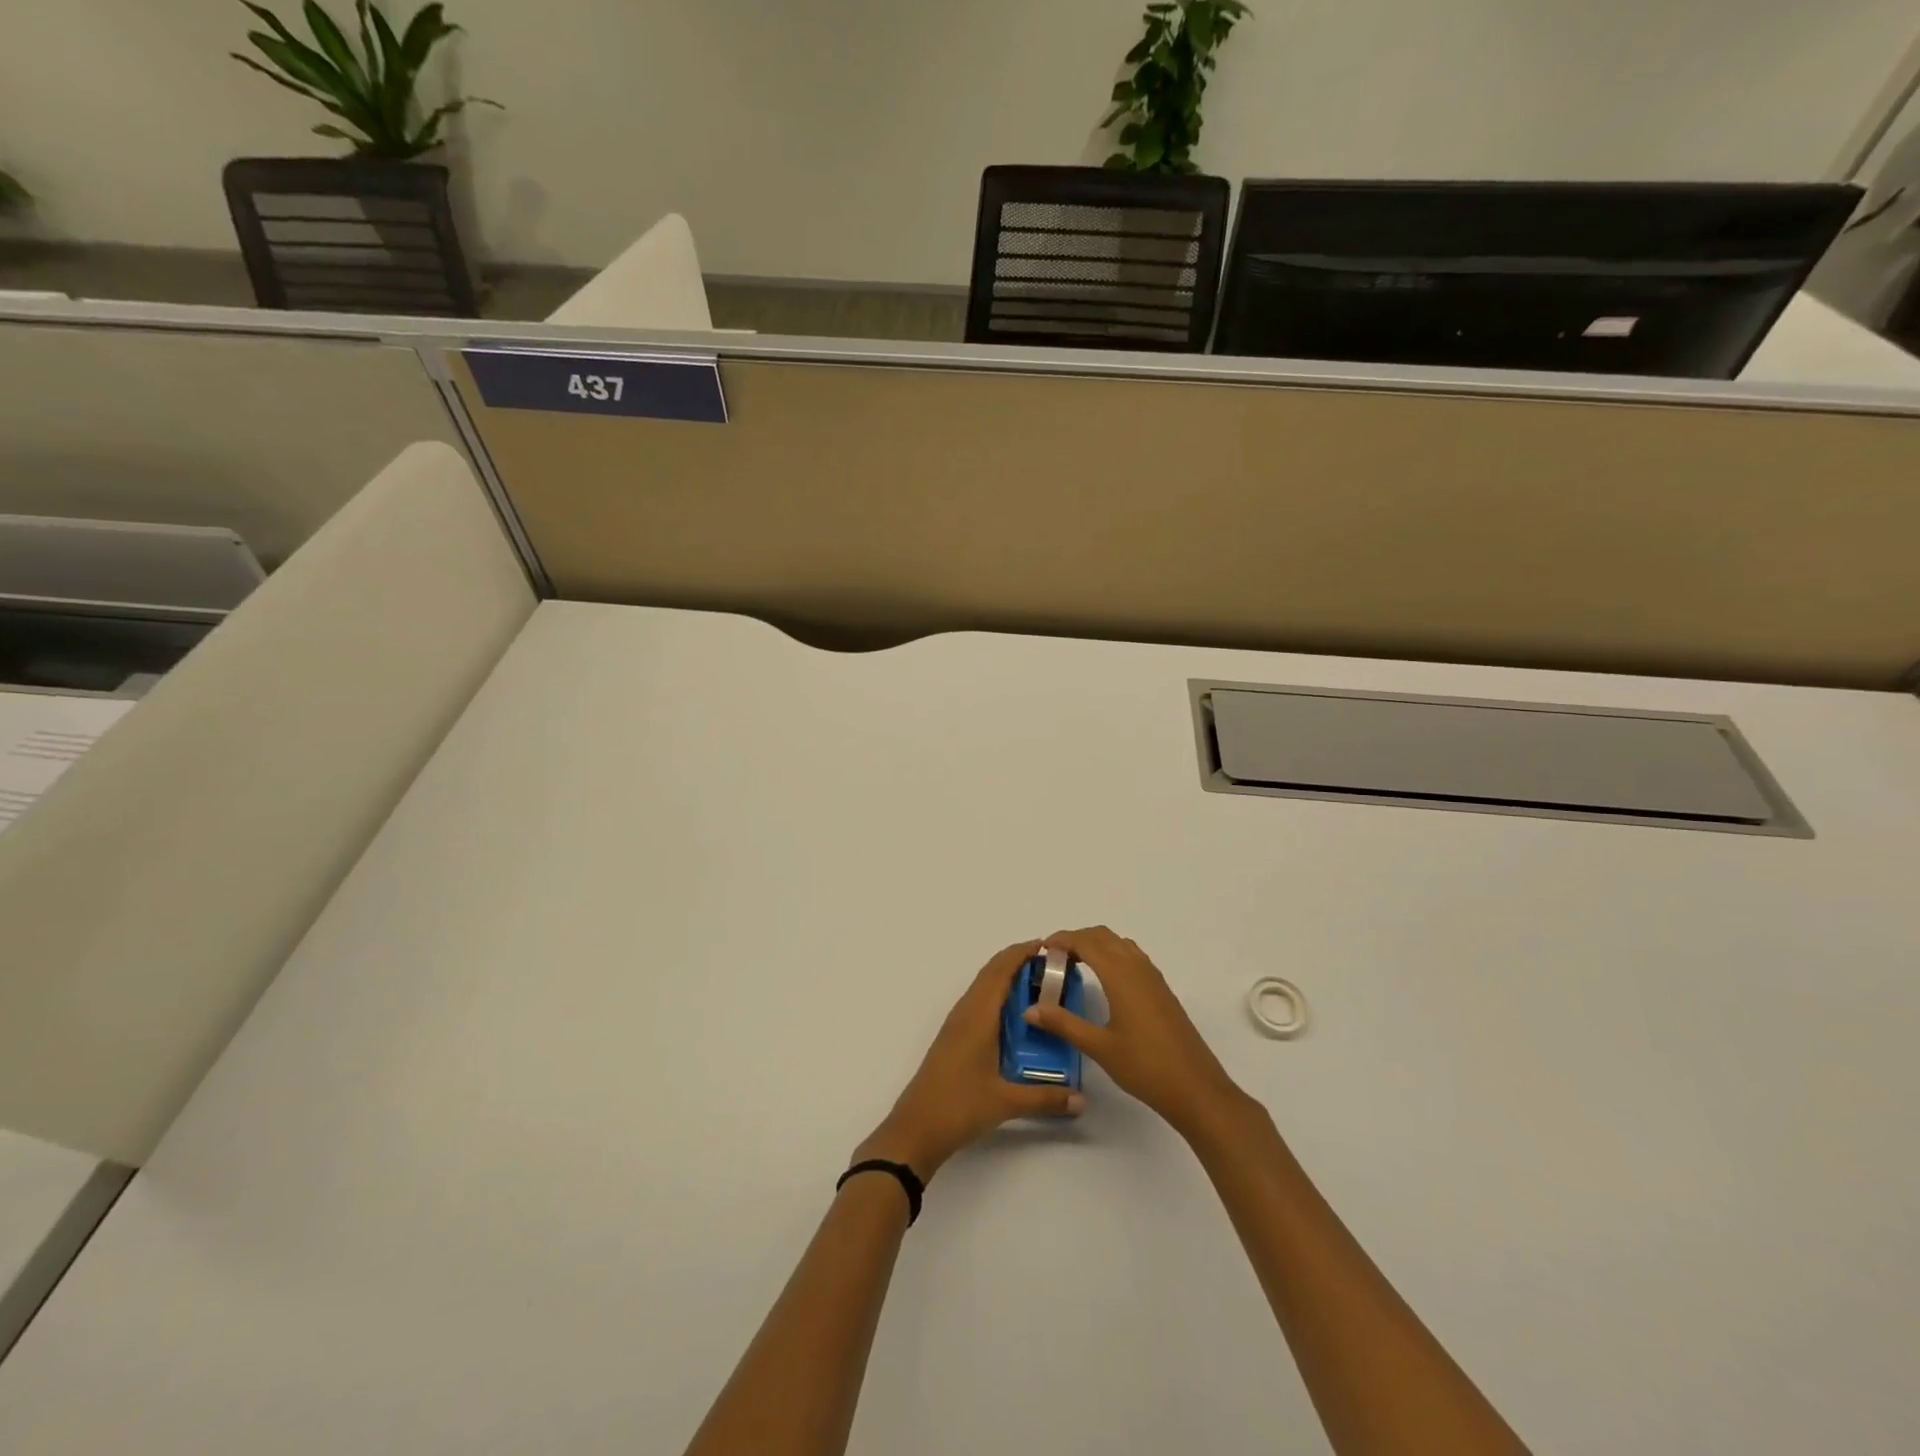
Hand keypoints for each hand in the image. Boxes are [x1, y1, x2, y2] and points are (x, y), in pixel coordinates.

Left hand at [855, 940, 1085, 1179]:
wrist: (915, 1129)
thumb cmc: (959, 1106)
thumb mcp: (1006, 1102)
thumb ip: (1046, 1098)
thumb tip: (1083, 1099)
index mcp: (978, 1015)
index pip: (1001, 970)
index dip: (1022, 953)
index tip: (1050, 946)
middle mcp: (966, 1011)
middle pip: (992, 972)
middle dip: (1019, 961)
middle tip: (1053, 965)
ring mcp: (957, 1024)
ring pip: (984, 986)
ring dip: (1007, 977)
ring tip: (1040, 985)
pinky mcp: (954, 1037)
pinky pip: (979, 1002)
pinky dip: (998, 995)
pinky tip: (1016, 1015)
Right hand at [1023, 926, 1246, 1138]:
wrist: (1196, 1088)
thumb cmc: (1145, 1066)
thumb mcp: (1099, 1047)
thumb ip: (1063, 1023)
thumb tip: (1030, 1009)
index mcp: (1120, 975)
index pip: (1086, 942)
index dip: (1062, 940)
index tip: (1041, 950)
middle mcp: (1137, 967)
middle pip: (1103, 936)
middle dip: (1077, 939)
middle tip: (1054, 959)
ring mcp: (1153, 978)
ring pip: (1120, 945)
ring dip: (1096, 945)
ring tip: (1075, 966)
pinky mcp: (1162, 990)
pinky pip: (1132, 957)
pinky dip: (1112, 956)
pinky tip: (1104, 982)